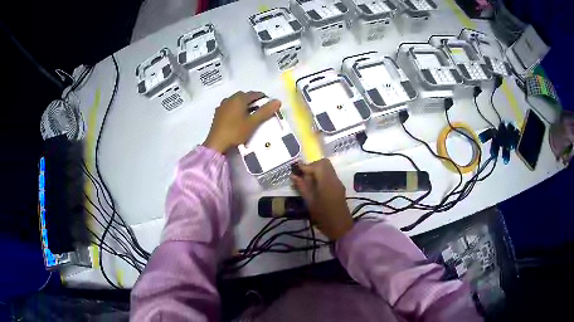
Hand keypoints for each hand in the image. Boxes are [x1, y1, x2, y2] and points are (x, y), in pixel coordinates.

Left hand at [203, 91, 280, 153]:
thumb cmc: (235, 132)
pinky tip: (239, 119)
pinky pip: (230, 107)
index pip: (254, 94)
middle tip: (260, 110)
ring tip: (250, 115)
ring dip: (244, 105)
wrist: (216, 144)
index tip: (269, 105)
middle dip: (253, 101)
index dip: (263, 98)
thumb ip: (265, 111)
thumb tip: (277, 101)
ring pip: (236, 102)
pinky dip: (237, 110)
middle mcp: (229, 99)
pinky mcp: (218, 114)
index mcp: (238, 98)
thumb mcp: (253, 122)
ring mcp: (222, 106)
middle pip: (244, 96)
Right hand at [291, 159, 352, 239]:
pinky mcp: (339, 187)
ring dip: (317, 170)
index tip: (295, 169)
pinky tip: (314, 185)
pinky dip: (321, 175)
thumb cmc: (323, 217)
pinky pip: (329, 175)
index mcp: (327, 182)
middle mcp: (334, 179)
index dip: (305, 165)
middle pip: (324, 163)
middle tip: (302, 175)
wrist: (341, 228)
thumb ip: (302, 187)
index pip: (317, 165)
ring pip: (327, 168)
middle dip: (312, 166)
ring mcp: (338, 182)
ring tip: (307, 181)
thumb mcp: (310, 203)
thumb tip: (293, 175)